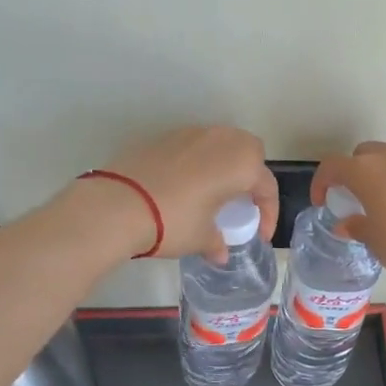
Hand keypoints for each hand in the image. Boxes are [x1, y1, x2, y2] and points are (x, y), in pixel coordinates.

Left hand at [88, 126, 278, 261]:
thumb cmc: (173, 221)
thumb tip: (220, 252)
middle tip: (241, 203)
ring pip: (221, 143)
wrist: (117, 204)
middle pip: (250, 152)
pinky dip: (198, 162)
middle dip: (251, 176)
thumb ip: (217, 242)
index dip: (268, 214)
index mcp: (242, 164)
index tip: (260, 236)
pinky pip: (194, 146)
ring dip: (224, 165)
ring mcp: (192, 133)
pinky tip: (184, 186)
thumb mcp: (201, 238)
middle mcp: (222, 140)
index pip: (267, 187)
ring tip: (213, 192)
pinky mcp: (165, 136)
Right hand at [311, 141, 385, 291]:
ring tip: (379, 200)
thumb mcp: (374, 240)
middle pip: (363, 154)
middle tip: (351, 197)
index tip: (322, 201)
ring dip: (379, 173)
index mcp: (366, 170)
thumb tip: (347, 224)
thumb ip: (357, 226)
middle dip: (353, 171)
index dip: (322, 182)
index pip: (333, 166)